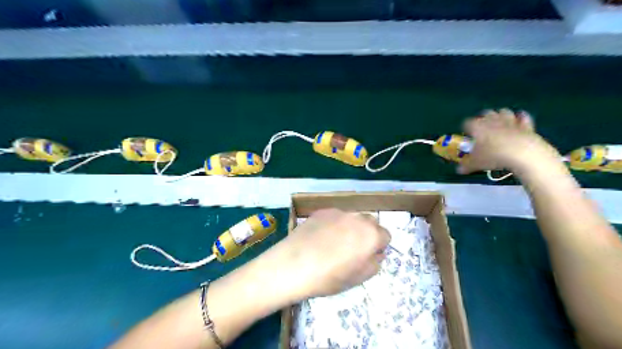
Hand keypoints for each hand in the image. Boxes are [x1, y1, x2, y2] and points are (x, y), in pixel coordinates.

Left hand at [268, 208, 386, 300]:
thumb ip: (375, 262)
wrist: (294, 264)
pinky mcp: (321, 211)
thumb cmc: (329, 277)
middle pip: (370, 223)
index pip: (385, 235)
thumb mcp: (359, 278)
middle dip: (366, 234)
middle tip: (352, 249)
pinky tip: (320, 237)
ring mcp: (338, 212)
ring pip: (352, 218)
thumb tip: (376, 252)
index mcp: (371, 235)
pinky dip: (333, 224)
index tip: (367, 256)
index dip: (378, 246)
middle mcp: (358, 218)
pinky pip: (334, 216)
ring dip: (350, 227)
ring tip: (334, 243)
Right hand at [458, 107, 561, 173]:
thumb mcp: (476, 163)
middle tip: (482, 131)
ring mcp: (510, 120)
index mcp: (477, 126)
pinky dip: (520, 118)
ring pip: (503, 111)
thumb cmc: (493, 156)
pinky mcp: (525, 124)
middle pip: (485, 113)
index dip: (466, 129)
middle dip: (483, 119)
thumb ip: (466, 165)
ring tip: (499, 126)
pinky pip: (522, 116)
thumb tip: (459, 170)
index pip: (467, 123)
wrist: (522, 153)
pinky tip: (518, 123)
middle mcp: (492, 120)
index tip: (467, 136)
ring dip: (500, 116)